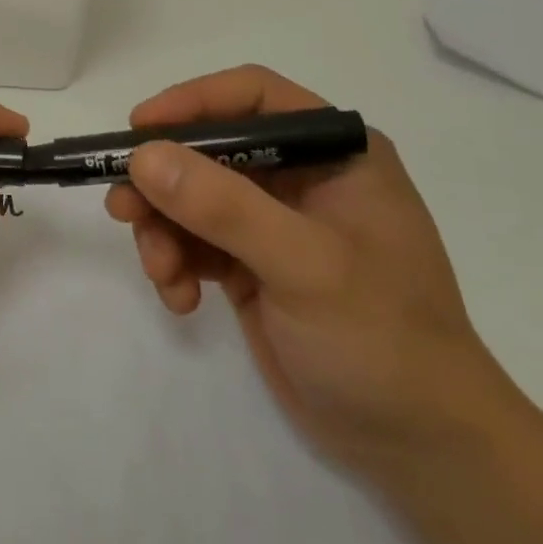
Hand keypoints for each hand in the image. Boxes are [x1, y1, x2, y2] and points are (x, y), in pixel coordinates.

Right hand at [106, 65, 517, 485]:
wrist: (420, 447)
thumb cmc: (381, 339)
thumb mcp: (304, 265)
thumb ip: (223, 207)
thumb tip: (143, 157)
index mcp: (334, 153)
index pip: (253, 96)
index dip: (192, 102)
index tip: (139, 130)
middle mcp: (302, 177)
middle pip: (209, 150)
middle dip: (164, 182)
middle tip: (122, 209)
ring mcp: (275, 223)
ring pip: (192, 198)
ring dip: (164, 231)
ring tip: (162, 273)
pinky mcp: (253, 266)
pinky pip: (194, 243)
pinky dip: (177, 265)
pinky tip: (182, 301)